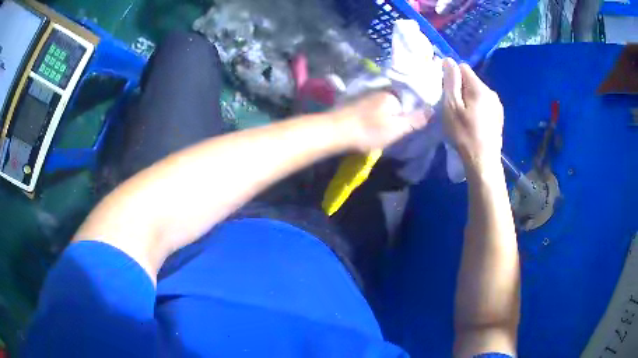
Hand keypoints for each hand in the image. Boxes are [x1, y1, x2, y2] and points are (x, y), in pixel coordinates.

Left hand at [334, 92, 431, 151]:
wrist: (335, 131)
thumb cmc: (368, 131)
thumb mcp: (396, 129)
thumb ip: (415, 120)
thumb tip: (433, 110)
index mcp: (392, 95)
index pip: (412, 97)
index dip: (418, 107)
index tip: (420, 118)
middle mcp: (381, 91)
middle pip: (399, 99)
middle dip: (404, 109)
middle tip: (407, 124)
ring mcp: (368, 95)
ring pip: (387, 103)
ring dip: (392, 111)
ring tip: (395, 124)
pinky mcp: (358, 103)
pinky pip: (376, 106)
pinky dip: (380, 112)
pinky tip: (379, 121)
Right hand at [442, 58, 503, 169]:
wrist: (483, 162)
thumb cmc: (464, 134)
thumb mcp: (451, 106)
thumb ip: (451, 81)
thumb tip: (449, 60)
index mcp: (480, 88)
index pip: (463, 68)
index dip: (452, 77)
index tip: (447, 93)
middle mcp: (492, 92)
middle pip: (471, 80)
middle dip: (460, 89)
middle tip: (454, 108)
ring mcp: (497, 105)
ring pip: (478, 93)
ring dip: (469, 99)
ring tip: (464, 117)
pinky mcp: (499, 117)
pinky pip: (484, 104)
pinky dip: (477, 108)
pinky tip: (474, 123)